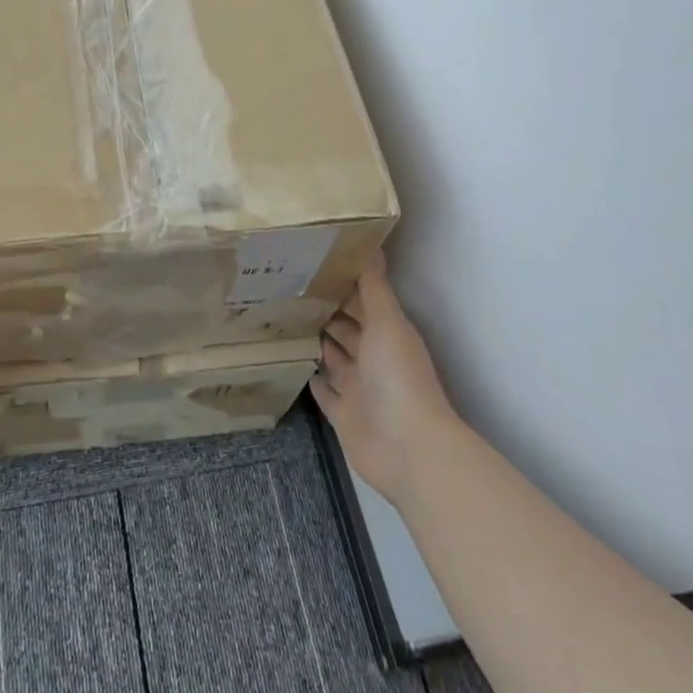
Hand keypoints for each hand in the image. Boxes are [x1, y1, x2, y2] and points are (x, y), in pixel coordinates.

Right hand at [311, 256, 459, 507]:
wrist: (406, 448)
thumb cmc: (397, 377)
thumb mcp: (386, 322)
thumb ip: (373, 286)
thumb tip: (370, 243)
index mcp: (387, 334)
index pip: (362, 302)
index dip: (342, 284)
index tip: (312, 264)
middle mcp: (373, 358)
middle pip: (347, 329)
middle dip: (326, 311)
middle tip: (290, 289)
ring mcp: (359, 389)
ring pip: (335, 359)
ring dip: (319, 343)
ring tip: (287, 320)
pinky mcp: (345, 416)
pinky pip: (327, 395)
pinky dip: (316, 382)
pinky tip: (298, 367)